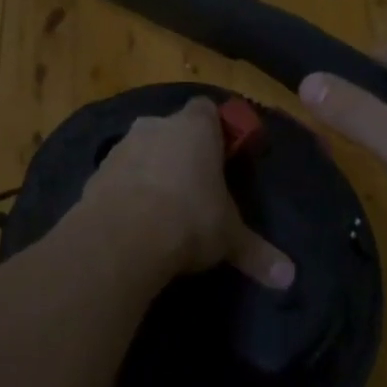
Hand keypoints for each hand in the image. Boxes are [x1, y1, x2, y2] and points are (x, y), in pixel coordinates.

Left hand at [76, 97, 295, 289]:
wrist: (121, 237)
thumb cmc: (188, 219)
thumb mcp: (229, 238)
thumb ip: (257, 252)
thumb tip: (289, 277)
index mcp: (195, 127)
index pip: (207, 109)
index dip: (216, 129)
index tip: (224, 156)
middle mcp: (157, 125)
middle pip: (174, 129)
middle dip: (183, 151)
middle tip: (196, 186)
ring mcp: (123, 145)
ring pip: (143, 149)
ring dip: (152, 169)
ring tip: (164, 208)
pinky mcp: (97, 171)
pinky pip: (120, 174)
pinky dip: (127, 189)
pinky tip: (135, 220)